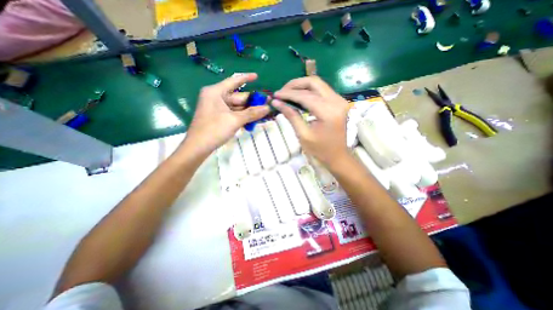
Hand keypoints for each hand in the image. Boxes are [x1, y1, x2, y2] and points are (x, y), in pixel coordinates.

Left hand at [180, 72, 269, 156]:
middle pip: (238, 97)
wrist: (198, 147)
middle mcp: (216, 97)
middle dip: (252, 101)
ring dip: (249, 110)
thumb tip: (268, 108)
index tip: (257, 76)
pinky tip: (254, 119)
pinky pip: (234, 114)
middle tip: (267, 103)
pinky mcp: (219, 117)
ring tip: (264, 112)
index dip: (246, 78)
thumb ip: (252, 113)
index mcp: (216, 92)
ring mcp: (217, 108)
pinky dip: (243, 116)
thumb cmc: (214, 129)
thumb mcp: (235, 120)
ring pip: (237, 107)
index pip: (234, 81)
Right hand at [271, 76, 348, 168]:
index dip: (288, 94)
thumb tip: (276, 103)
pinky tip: (299, 96)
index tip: (275, 95)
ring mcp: (339, 100)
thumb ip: (291, 116)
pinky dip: (309, 90)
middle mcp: (336, 101)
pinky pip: (322, 90)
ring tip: (287, 93)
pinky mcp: (338, 102)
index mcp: (328, 112)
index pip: (305, 96)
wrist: (338, 156)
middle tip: (282, 92)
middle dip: (295, 84)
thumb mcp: (303, 135)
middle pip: (313, 82)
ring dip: (301, 86)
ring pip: (318, 84)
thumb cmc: (320, 149)